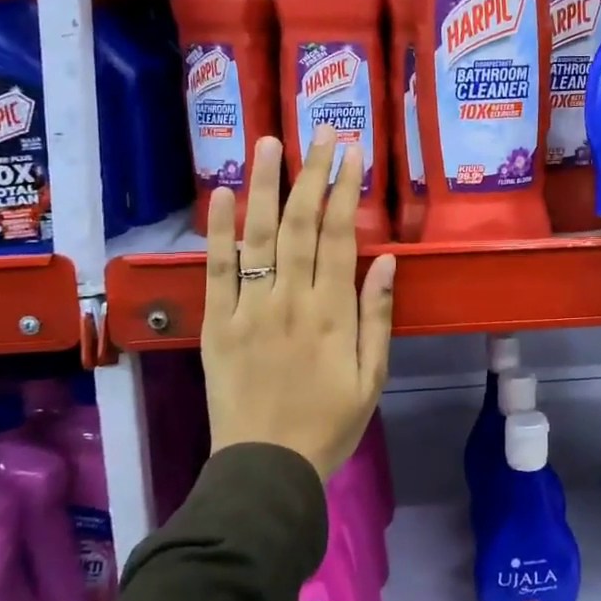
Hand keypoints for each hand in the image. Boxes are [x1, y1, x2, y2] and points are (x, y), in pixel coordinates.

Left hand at [202, 129, 395, 480]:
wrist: (266, 467)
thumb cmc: (330, 424)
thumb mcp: (372, 377)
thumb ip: (377, 317)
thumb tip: (385, 260)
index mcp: (332, 313)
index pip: (339, 237)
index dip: (345, 191)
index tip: (351, 153)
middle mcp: (289, 300)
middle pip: (299, 225)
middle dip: (312, 174)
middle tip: (321, 132)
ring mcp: (248, 309)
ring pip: (256, 237)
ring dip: (263, 186)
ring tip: (270, 143)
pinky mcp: (215, 324)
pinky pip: (215, 271)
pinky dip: (217, 232)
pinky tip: (220, 195)